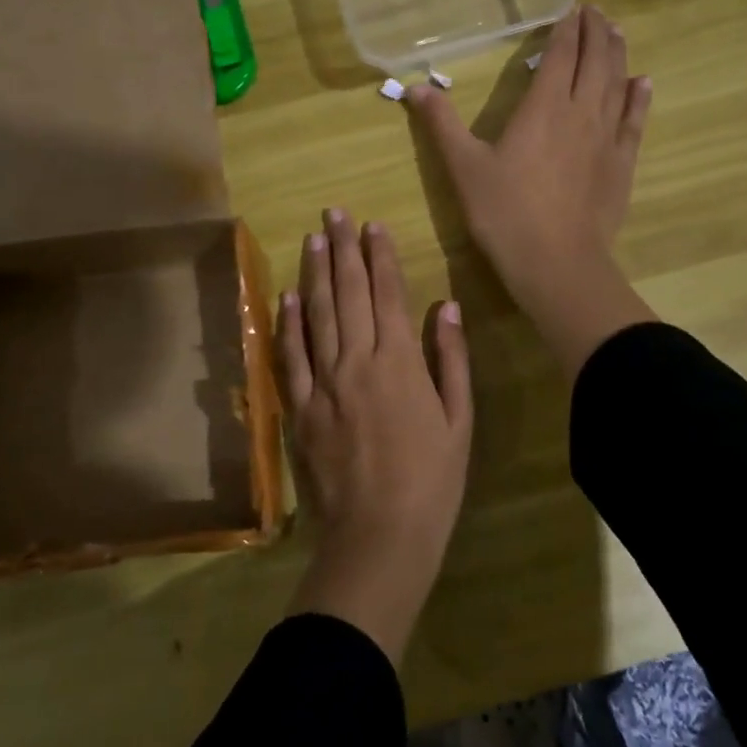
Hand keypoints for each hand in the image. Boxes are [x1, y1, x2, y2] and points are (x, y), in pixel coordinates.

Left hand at [277, 208, 472, 662]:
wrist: (380, 534)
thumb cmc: (431, 480)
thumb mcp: (458, 420)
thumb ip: (450, 360)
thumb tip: (446, 306)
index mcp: (399, 362)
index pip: (387, 294)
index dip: (380, 256)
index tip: (373, 225)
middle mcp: (357, 361)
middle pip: (347, 293)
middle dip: (343, 249)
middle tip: (335, 213)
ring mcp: (323, 383)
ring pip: (316, 315)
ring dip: (314, 272)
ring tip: (313, 238)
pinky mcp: (299, 407)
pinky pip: (290, 356)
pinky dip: (287, 323)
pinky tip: (287, 296)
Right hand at [407, 5, 655, 378]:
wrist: (556, 262)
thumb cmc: (504, 213)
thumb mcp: (463, 167)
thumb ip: (441, 123)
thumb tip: (414, 87)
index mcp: (542, 107)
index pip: (560, 55)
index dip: (566, 30)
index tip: (571, 9)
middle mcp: (580, 112)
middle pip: (594, 61)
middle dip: (595, 32)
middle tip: (595, 12)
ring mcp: (607, 137)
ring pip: (617, 83)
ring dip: (618, 54)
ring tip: (617, 33)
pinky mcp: (622, 163)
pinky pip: (635, 119)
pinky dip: (639, 96)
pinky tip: (643, 82)